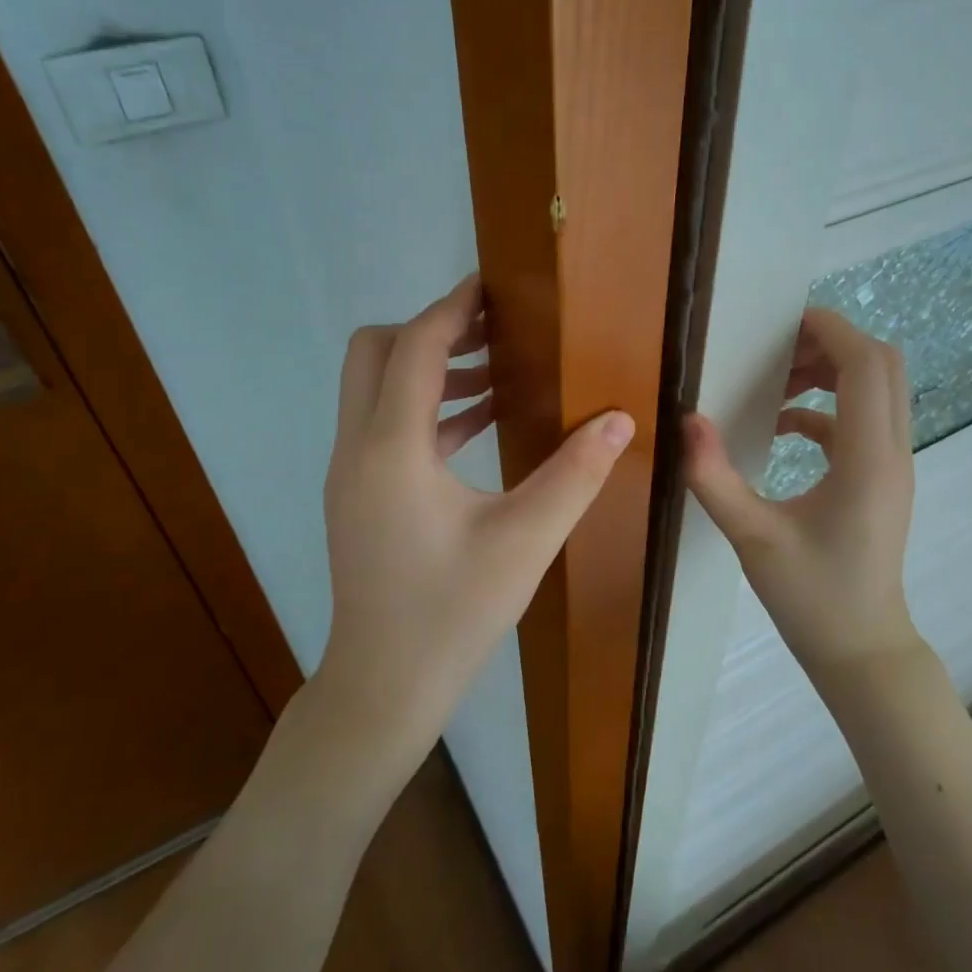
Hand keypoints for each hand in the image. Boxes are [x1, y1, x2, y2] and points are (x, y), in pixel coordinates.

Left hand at [315, 275, 634, 765]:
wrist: (385, 685)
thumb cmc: (453, 613)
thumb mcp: (526, 540)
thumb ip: (576, 474)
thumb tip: (621, 418)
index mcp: (392, 449)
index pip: (416, 348)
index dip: (453, 308)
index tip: (493, 286)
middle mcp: (357, 448)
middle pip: (375, 352)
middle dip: (432, 330)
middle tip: (495, 330)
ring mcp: (350, 472)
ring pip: (376, 388)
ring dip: (431, 369)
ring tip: (499, 373)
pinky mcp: (358, 494)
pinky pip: (385, 426)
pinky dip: (426, 409)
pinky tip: (480, 424)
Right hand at [684, 308, 925, 682]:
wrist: (861, 650)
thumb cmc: (811, 597)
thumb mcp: (751, 537)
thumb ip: (713, 477)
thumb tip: (686, 419)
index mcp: (868, 459)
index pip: (865, 365)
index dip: (829, 329)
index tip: (782, 323)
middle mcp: (892, 452)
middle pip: (883, 365)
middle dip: (832, 344)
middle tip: (777, 351)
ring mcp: (892, 467)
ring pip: (878, 391)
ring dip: (832, 373)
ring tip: (776, 382)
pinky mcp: (882, 481)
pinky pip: (862, 423)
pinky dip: (827, 409)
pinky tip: (783, 427)